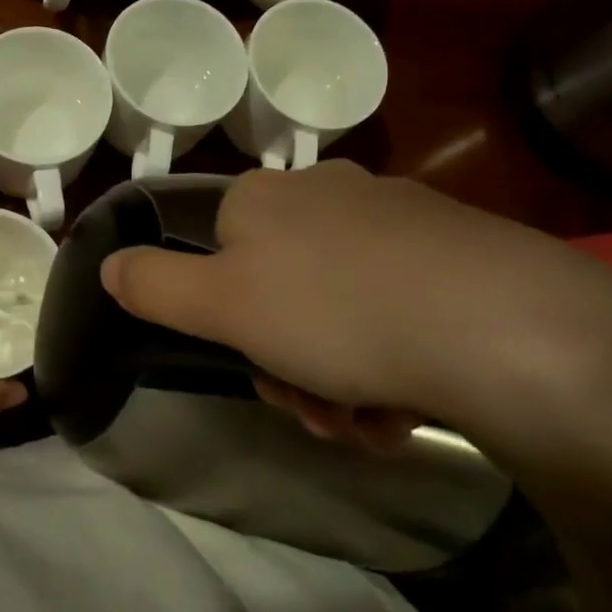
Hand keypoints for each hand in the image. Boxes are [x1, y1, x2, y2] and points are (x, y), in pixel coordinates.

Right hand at [100, 162, 611, 493]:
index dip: (230, 324)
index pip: (218, 259)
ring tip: (371, 419)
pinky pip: (397, 309)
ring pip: (338, 310)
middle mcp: (326, 192)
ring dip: (340, 377)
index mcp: (264, 197)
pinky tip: (415, 401)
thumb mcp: (222, 306)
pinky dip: (393, 361)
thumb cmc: (338, 312)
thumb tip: (106, 263)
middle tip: (320, 411)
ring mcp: (395, 217)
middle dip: (290, 363)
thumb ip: (153, 285)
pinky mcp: (456, 250)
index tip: (261, 370)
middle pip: (279, 292)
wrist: (505, 326)